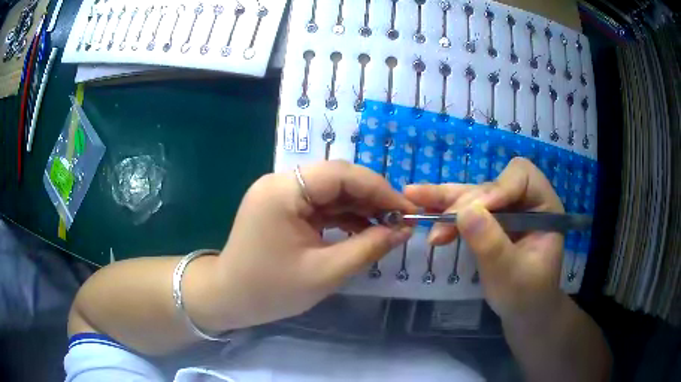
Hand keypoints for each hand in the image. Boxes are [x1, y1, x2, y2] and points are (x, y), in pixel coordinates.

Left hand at [210, 161, 414, 329]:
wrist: (230, 299)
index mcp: (283, 191)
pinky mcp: (282, 207)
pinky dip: (343, 216)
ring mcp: (279, 193)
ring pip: (330, 191)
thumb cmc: (271, 290)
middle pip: (336, 178)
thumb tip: (403, 230)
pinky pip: (319, 204)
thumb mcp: (325, 272)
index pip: (341, 174)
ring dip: (359, 207)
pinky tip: (363, 230)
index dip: (379, 189)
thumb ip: (368, 248)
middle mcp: (280, 183)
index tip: (406, 210)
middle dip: (371, 197)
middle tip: (399, 220)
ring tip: (386, 227)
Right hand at [404, 157, 564, 323]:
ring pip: (474, 195)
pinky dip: (445, 211)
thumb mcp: (511, 276)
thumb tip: (463, 213)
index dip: (496, 189)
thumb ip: (492, 245)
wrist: (522, 311)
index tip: (471, 214)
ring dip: (446, 201)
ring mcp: (507, 209)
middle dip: (464, 202)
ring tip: (413, 196)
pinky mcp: (490, 220)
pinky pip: (466, 209)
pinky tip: (423, 208)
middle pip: (492, 185)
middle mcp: (526, 201)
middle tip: (439, 226)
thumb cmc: (526, 296)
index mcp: (544, 206)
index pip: (521, 178)